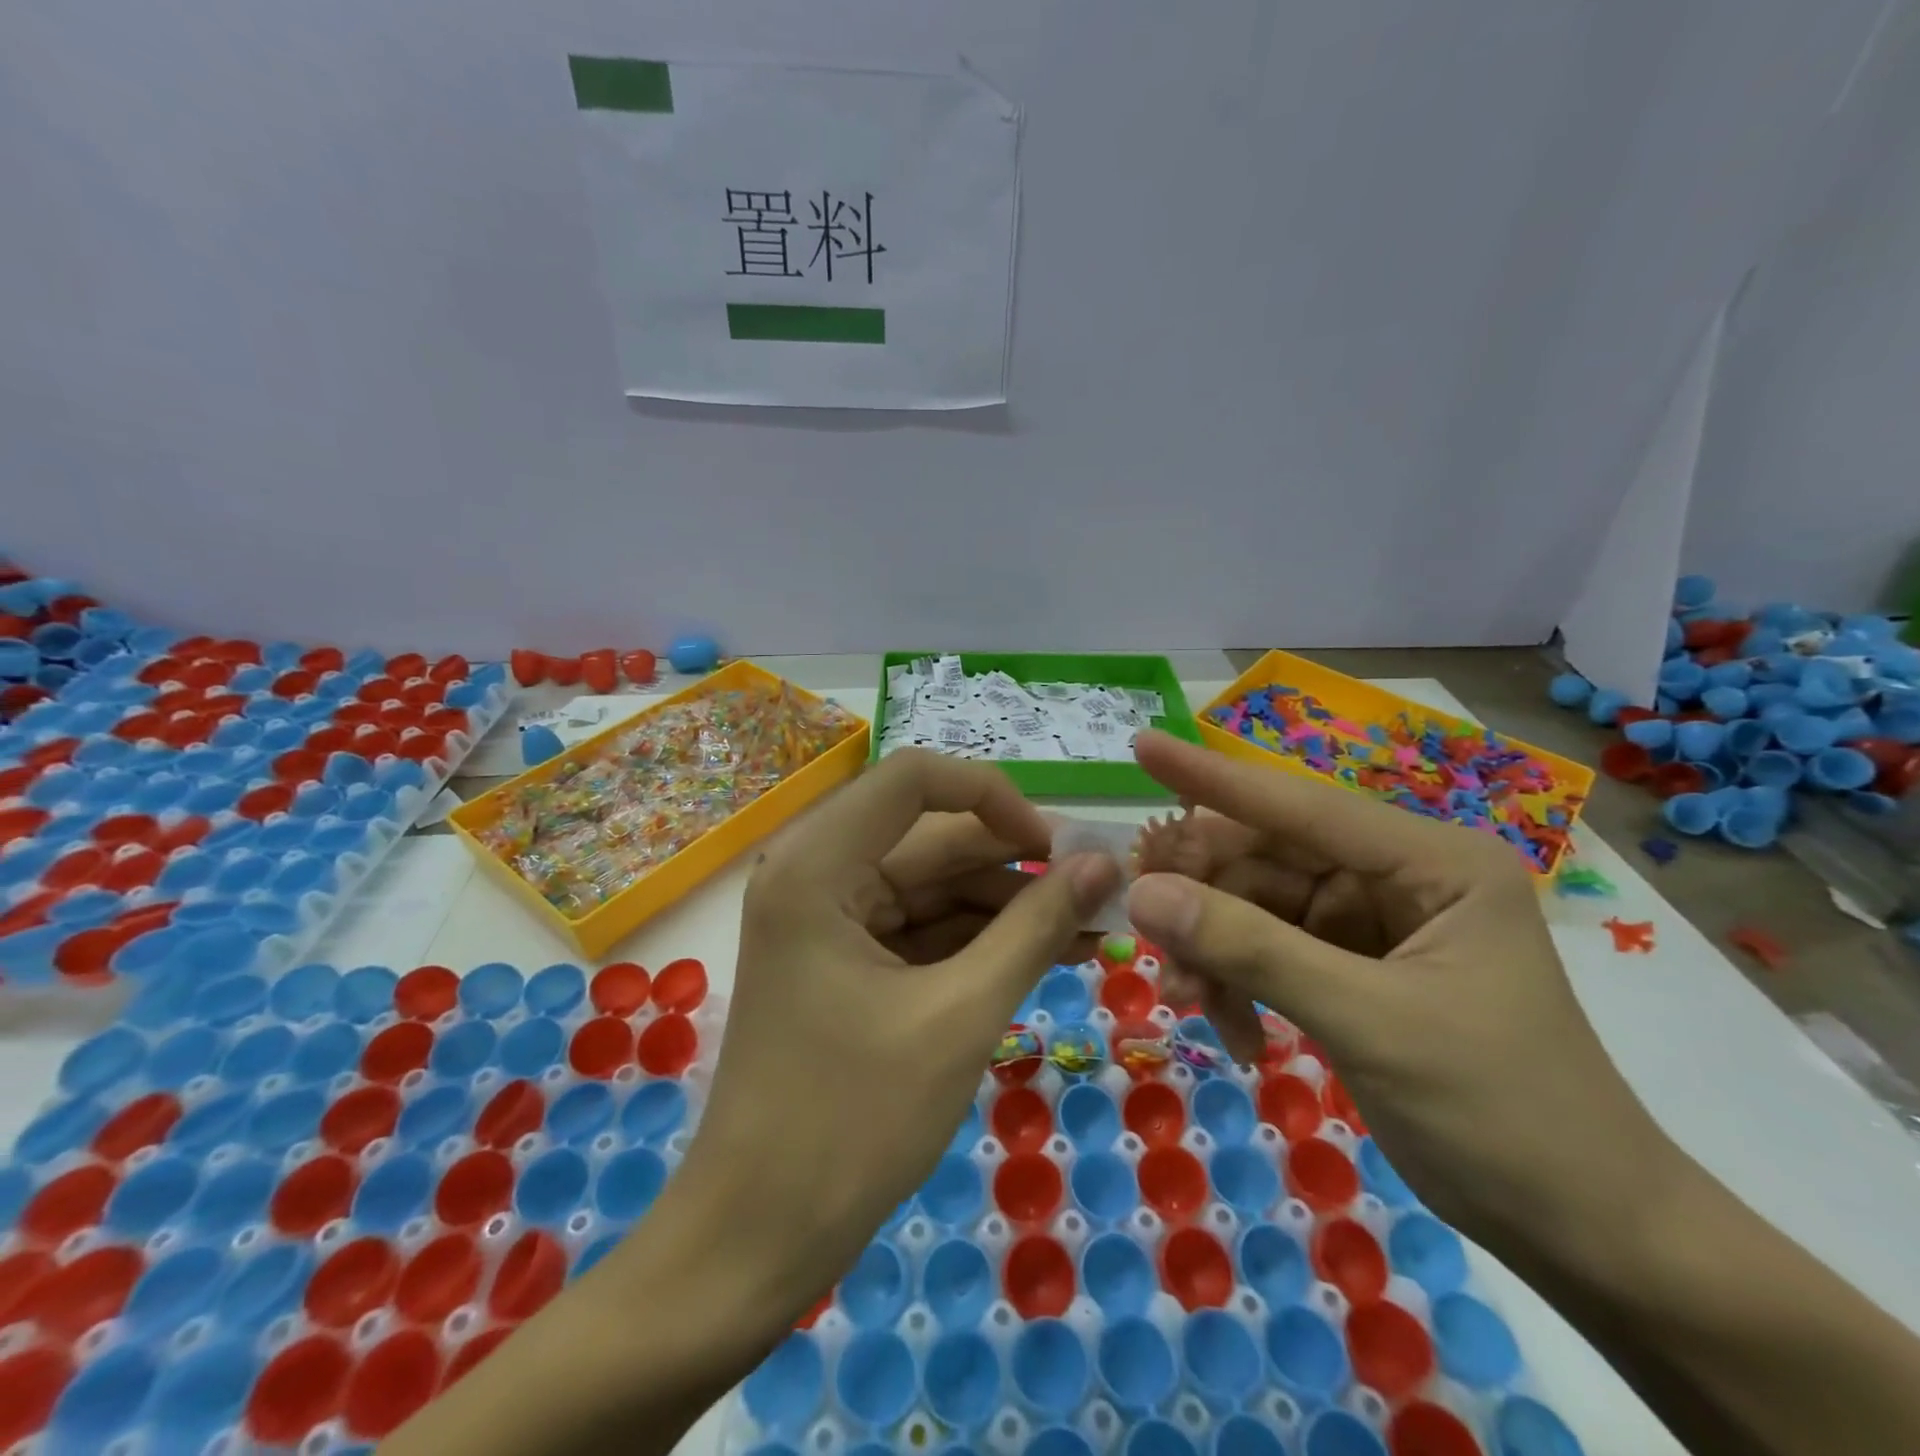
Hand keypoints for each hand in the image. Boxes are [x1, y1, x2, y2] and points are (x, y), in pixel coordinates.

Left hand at [678, 749, 1119, 1324]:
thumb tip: (1101, 865)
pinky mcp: (844, 960)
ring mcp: (828, 919)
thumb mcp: (960, 1016)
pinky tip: (1047, 954)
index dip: (993, 796)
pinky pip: (922, 928)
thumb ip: (1033, 930)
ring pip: (933, 885)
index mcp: (818, 865)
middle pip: (930, 837)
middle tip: (1099, 893)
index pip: (914, 779)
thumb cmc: (851, 1124)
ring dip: (1008, 906)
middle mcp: (815, 873)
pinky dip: (979, 940)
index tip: (1055, 848)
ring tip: (1090, 930)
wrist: (756, 1241)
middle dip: (1016, 864)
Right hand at [1124, 730, 1671, 1255]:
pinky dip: (1238, 984)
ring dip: (1213, 950)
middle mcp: (1398, 876)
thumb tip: (1143, 894)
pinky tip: (1233, 1030)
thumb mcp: (1367, 1022)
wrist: (1585, 1234)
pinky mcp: (1353, 967)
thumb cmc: (1500, 1113)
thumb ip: (1250, 949)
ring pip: (1257, 908)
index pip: (1299, 804)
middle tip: (1139, 922)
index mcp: (1431, 861)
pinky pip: (1269, 952)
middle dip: (1202, 894)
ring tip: (1187, 1001)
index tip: (1142, 745)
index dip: (1212, 778)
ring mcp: (1373, 922)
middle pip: (1267, 858)